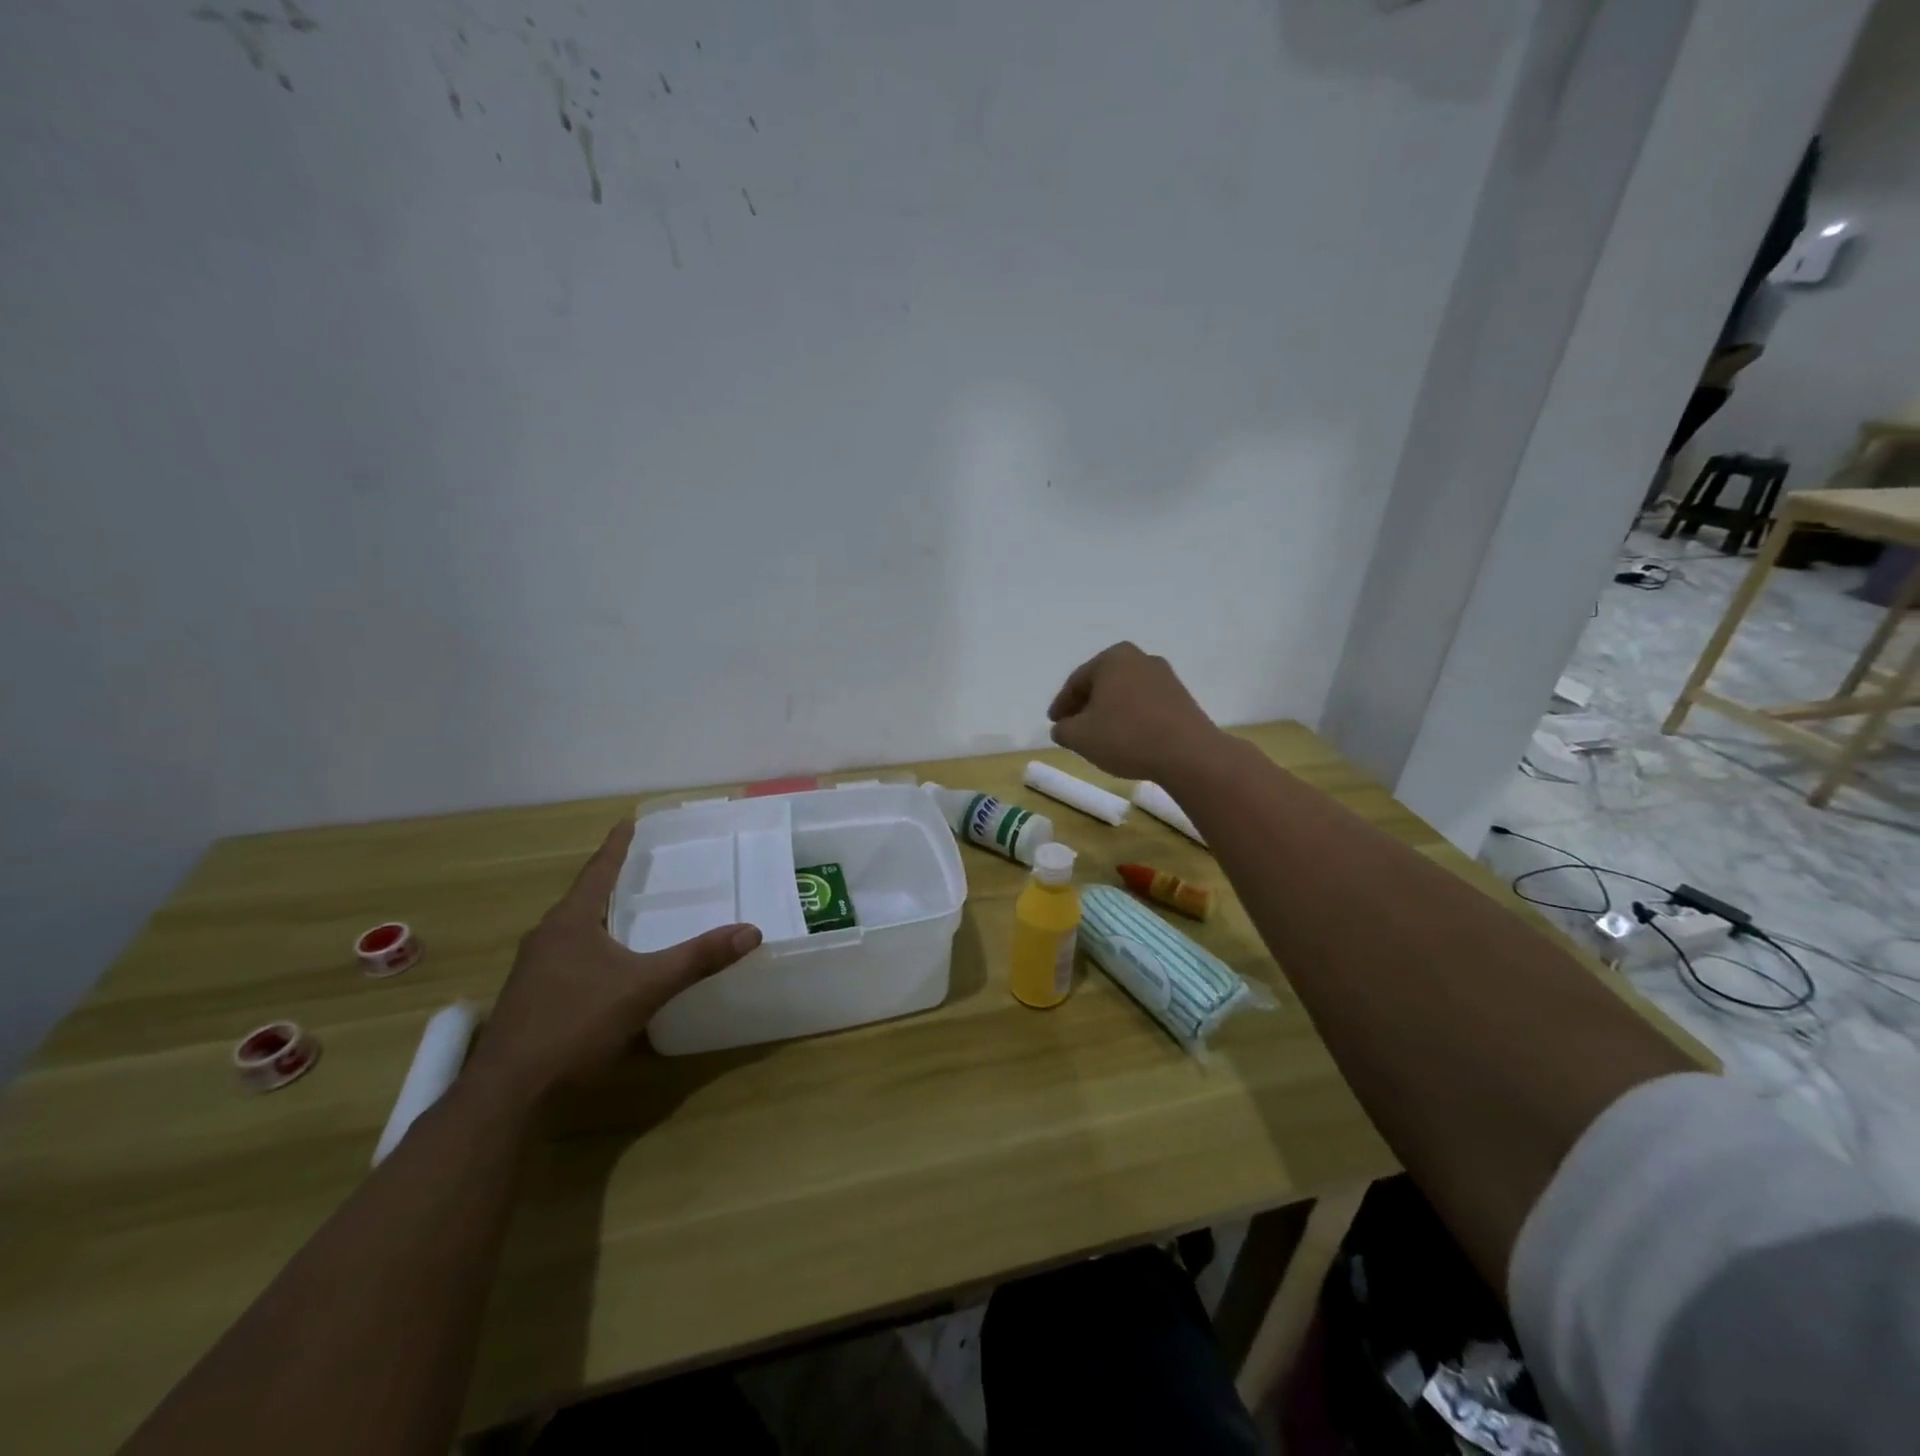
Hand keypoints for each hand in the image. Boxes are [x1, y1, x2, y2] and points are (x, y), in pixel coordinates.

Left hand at [469, 818, 761, 1100]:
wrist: (509, 1094)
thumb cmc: (575, 1025)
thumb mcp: (645, 988)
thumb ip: (697, 959)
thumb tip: (751, 931)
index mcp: (570, 922)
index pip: (598, 871)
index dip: (616, 847)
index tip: (628, 821)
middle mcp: (546, 938)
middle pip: (583, 899)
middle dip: (610, 882)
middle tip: (640, 868)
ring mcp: (533, 971)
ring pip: (573, 931)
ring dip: (600, 917)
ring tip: (628, 913)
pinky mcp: (531, 1000)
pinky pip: (568, 958)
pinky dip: (593, 949)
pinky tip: (608, 967)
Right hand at [1047, 642, 1220, 782]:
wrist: (1187, 753)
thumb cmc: (1126, 736)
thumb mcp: (1080, 736)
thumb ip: (1062, 729)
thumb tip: (1062, 728)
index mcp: (1112, 658)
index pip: (1077, 681)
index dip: (1061, 705)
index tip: (1053, 723)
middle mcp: (1140, 659)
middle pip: (1102, 683)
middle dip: (1086, 705)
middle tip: (1073, 727)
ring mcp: (1165, 677)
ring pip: (1125, 694)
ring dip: (1109, 711)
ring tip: (1099, 735)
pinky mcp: (1182, 698)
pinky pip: (1145, 704)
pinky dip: (1130, 717)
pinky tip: (1126, 737)